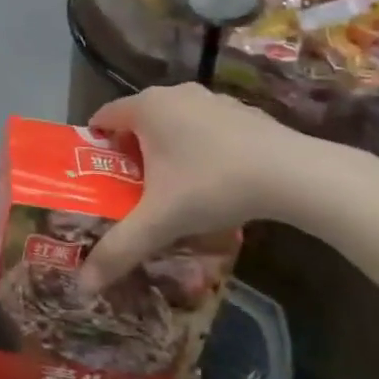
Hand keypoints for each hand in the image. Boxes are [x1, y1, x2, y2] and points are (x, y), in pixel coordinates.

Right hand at [77, 84, 320, 294]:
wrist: (295, 174)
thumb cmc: (213, 185)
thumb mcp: (160, 221)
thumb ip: (119, 249)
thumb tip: (84, 284)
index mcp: (146, 107)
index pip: (102, 118)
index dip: (94, 147)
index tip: (96, 178)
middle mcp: (174, 93)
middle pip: (137, 122)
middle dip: (130, 154)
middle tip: (130, 191)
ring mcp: (212, 99)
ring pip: (173, 124)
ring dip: (166, 150)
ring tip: (171, 190)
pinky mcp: (243, 112)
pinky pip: (205, 128)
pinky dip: (199, 149)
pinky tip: (214, 181)